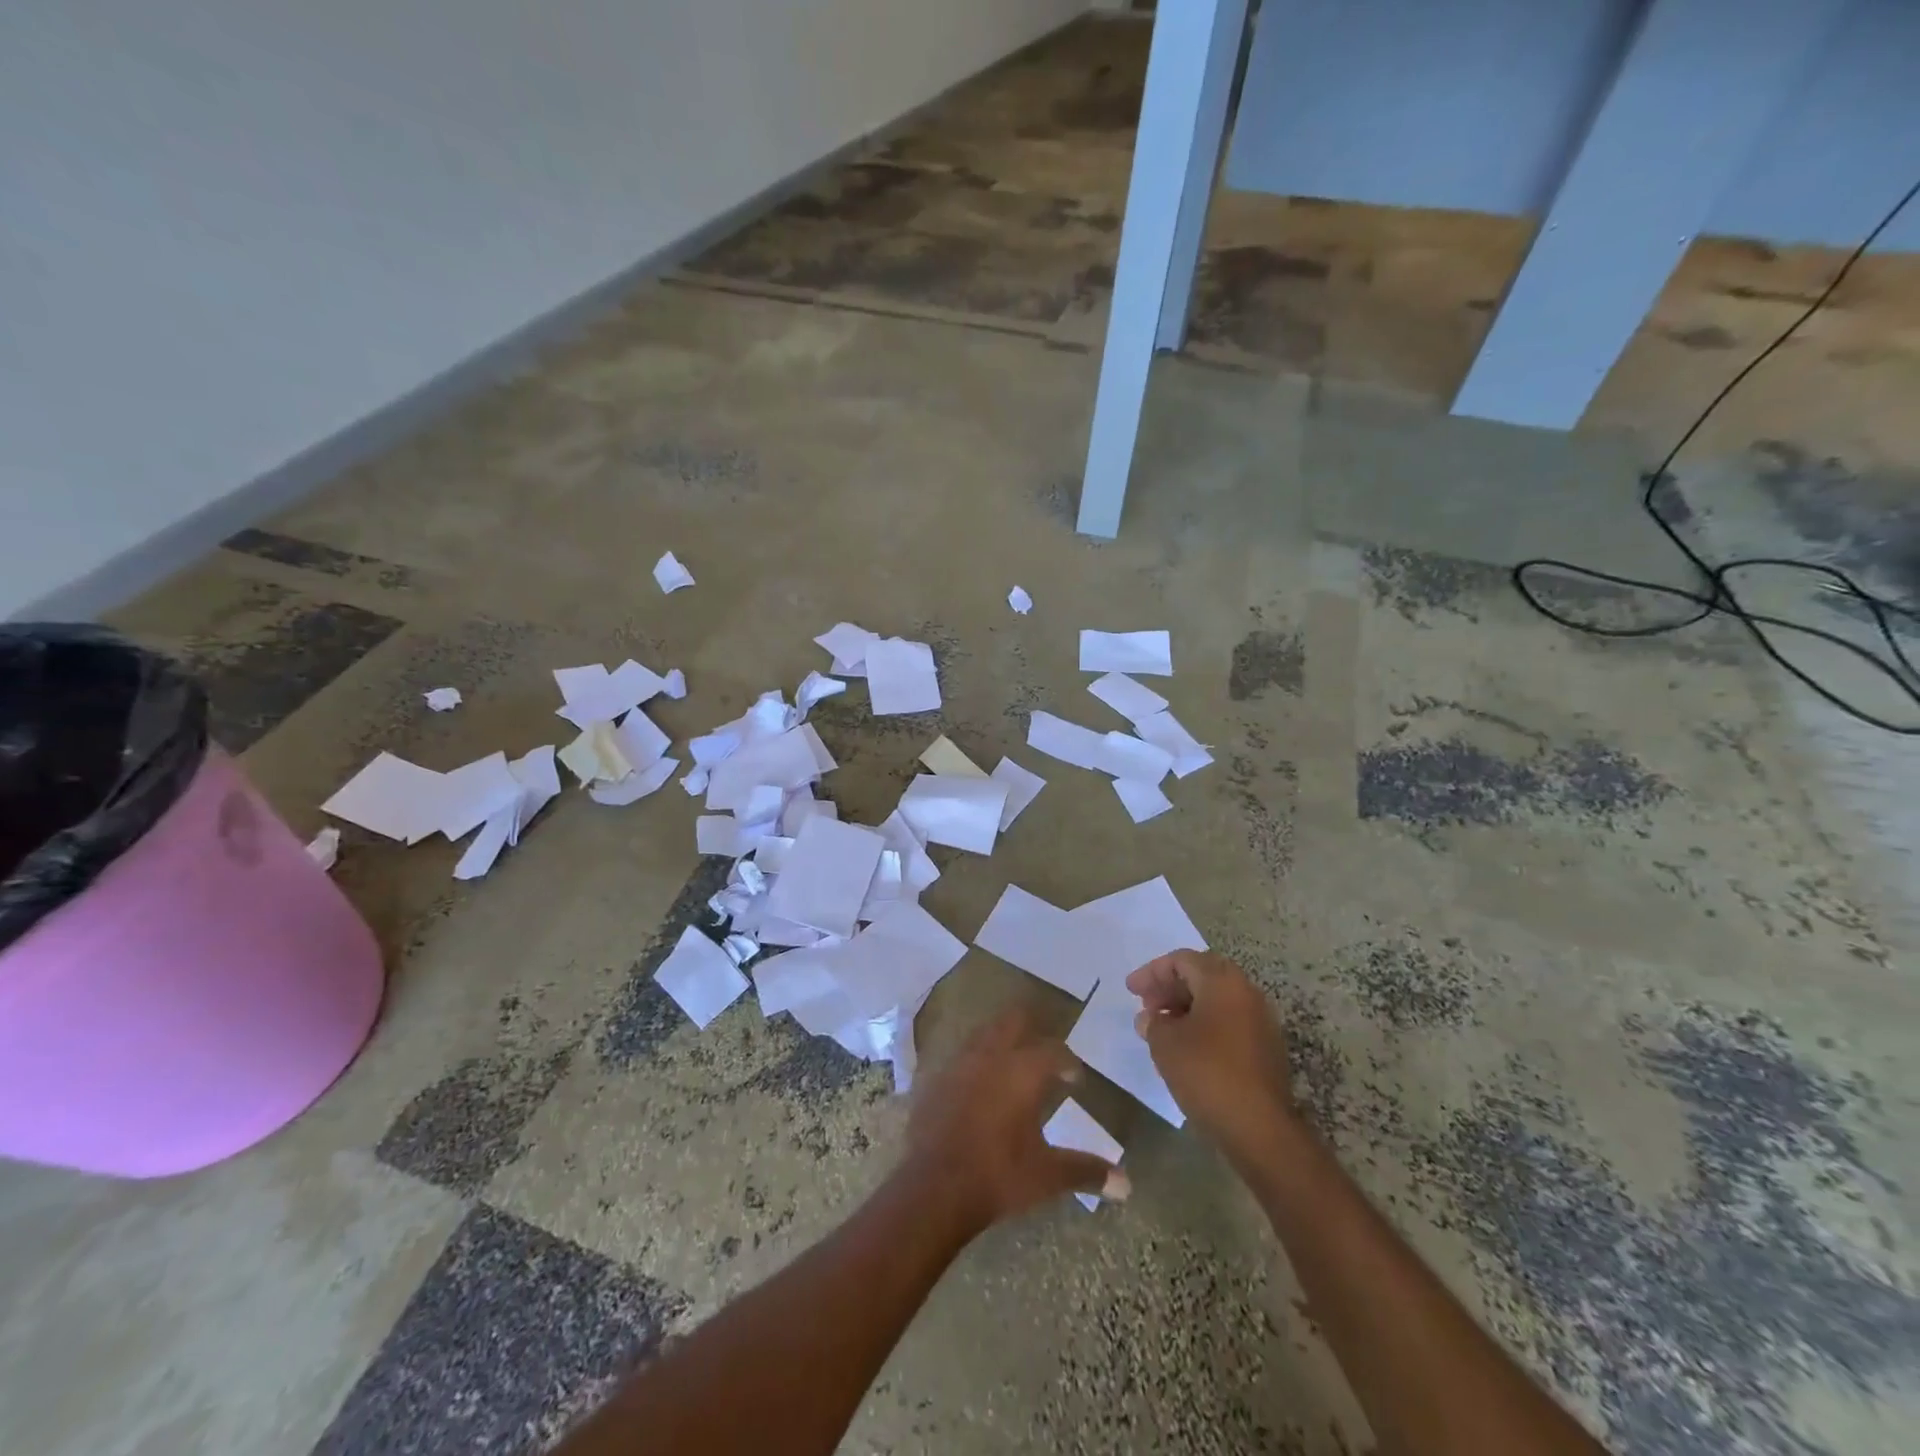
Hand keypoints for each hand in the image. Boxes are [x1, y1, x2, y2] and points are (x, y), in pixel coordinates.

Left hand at [902, 1007, 1125, 1235]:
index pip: (1054, 1051)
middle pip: (1013, 1021)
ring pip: (983, 1034)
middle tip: (1042, 1052)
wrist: (933, 1188)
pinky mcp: (933, 1080)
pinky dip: (972, 1064)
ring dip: (999, 1041)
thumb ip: (1087, 1171)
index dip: (1068, 1062)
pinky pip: (957, 1058)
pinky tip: (974, 1087)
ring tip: (1009, 1064)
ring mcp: (958, 1064)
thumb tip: (1127, 1185)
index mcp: (1023, 1071)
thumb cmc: (998, 1175)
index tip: (1074, 1078)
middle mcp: (991, 1056)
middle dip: (1030, 1028)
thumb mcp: (1047, 1176)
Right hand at [1126, 951, 1298, 1165]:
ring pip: (1216, 998)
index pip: (1182, 960)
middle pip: (1202, 974)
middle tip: (1145, 1003)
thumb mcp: (1165, 1044)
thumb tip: (1150, 1018)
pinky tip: (1185, 1044)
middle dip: (1170, 986)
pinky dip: (1203, 1022)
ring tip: (1161, 1026)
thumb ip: (1152, 1023)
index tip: (1131, 991)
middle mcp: (1246, 992)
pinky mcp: (1264, 1046)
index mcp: (1222, 981)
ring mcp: (1260, 1019)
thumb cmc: (1207, 1073)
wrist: (1259, 1128)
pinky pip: (1228, 1019)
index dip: (1152, 972)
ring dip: (1186, 1005)